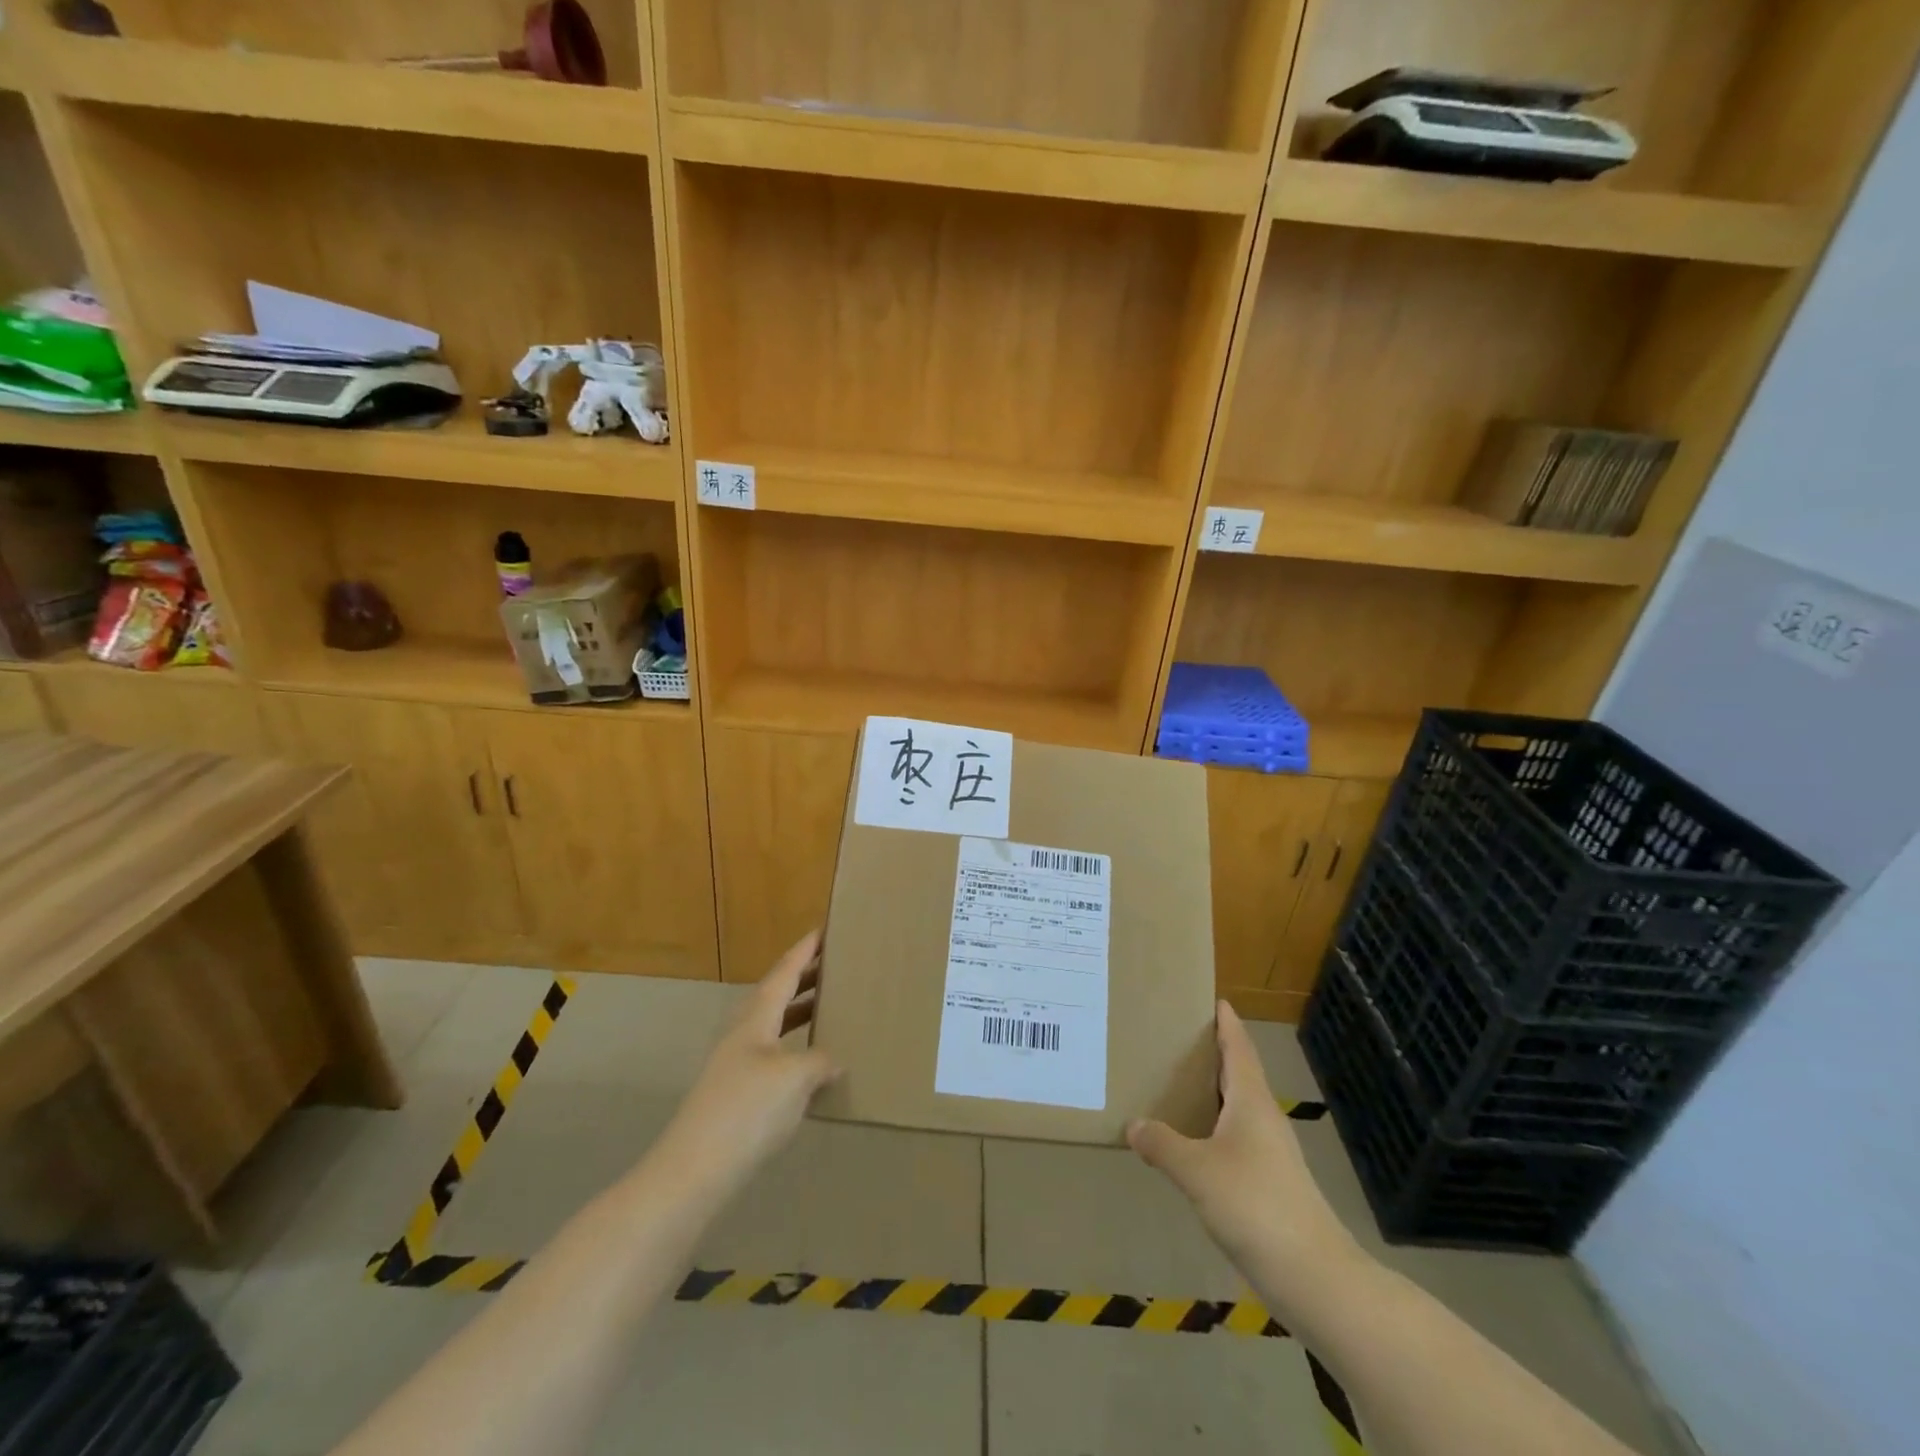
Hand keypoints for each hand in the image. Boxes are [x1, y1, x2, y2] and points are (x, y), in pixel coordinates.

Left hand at [661, 931, 841, 1193]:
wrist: (694, 1170)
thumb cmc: (747, 1110)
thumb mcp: (795, 1079)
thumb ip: (820, 1061)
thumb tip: (834, 1060)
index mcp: (756, 1017)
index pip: (784, 972)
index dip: (805, 950)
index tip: (824, 929)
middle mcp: (743, 1032)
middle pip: (776, 993)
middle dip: (804, 977)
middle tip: (835, 964)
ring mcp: (736, 1062)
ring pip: (773, 1023)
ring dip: (799, 1010)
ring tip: (828, 1006)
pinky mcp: (736, 1091)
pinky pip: (773, 1051)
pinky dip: (795, 1044)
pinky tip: (810, 1062)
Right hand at [1127, 1002, 1358, 1288]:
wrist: (1313, 1276)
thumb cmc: (1255, 1205)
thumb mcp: (1197, 1171)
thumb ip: (1163, 1144)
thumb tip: (1134, 1125)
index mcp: (1251, 1102)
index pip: (1238, 1048)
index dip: (1226, 1023)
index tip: (1214, 999)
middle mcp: (1264, 1119)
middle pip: (1239, 1074)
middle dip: (1213, 1054)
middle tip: (1177, 1037)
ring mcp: (1271, 1154)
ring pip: (1237, 1108)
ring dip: (1211, 1093)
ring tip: (1176, 1084)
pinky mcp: (1270, 1184)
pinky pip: (1235, 1139)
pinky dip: (1213, 1129)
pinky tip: (1192, 1143)